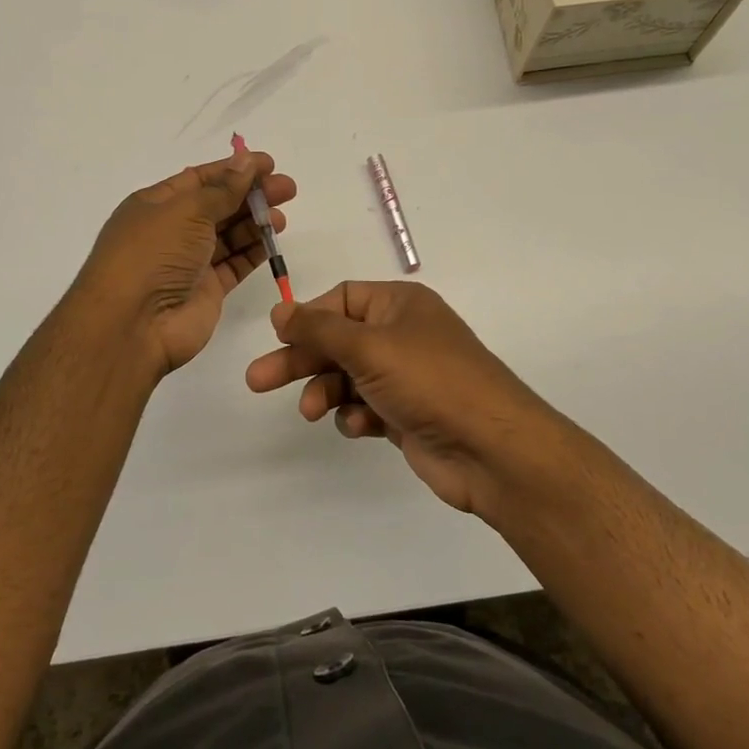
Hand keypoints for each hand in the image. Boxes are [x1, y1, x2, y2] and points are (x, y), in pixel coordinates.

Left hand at [74, 149, 296, 376]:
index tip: (269, 164)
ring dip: (255, 222)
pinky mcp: (207, 289)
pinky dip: (254, 250)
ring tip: (282, 217)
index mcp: (156, 204)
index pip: (200, 179)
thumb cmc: (153, 254)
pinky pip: (235, 263)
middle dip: (251, 194)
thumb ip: (223, 189)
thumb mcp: (187, 211)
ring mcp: (189, 262)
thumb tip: (245, 162)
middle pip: (218, 205)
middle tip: (287, 189)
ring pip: (228, 235)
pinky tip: (273, 238)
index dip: (234, 170)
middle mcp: (171, 231)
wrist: (133, 324)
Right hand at [245, 280, 565, 515]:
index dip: (309, 316)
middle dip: (301, 360)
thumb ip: (318, 329)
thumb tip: (279, 309)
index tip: (278, 337)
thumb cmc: (429, 381)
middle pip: (338, 340)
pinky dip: (355, 415)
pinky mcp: (407, 414)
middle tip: (257, 381)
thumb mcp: (368, 346)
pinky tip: (356, 427)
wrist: (491, 450)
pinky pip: (366, 406)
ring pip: (348, 376)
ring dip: (325, 391)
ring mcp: (406, 377)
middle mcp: (403, 335)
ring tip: (311, 412)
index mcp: (400, 305)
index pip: (342, 298)